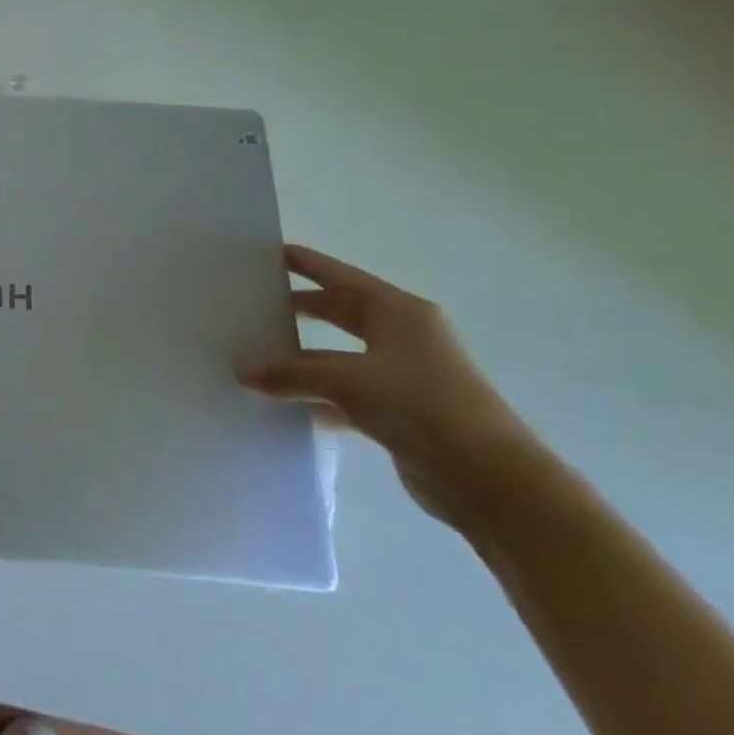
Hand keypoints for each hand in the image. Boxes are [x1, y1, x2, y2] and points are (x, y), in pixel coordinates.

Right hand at [240, 245, 544, 529]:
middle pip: (340, 313)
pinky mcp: (401, 413)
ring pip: (340, 356)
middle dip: (299, 309)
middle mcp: (403, 336)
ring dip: (304, 360)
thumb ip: (290, 373)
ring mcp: (403, 375)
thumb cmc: (421, 405)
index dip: (304, 263)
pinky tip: (285, 405)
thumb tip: (242, 371)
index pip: (339, 276)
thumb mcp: (347, 381)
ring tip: (257, 356)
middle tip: (254, 303)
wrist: (490, 481)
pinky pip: (347, 394)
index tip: (265, 254)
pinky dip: (318, 397)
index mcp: (398, 312)